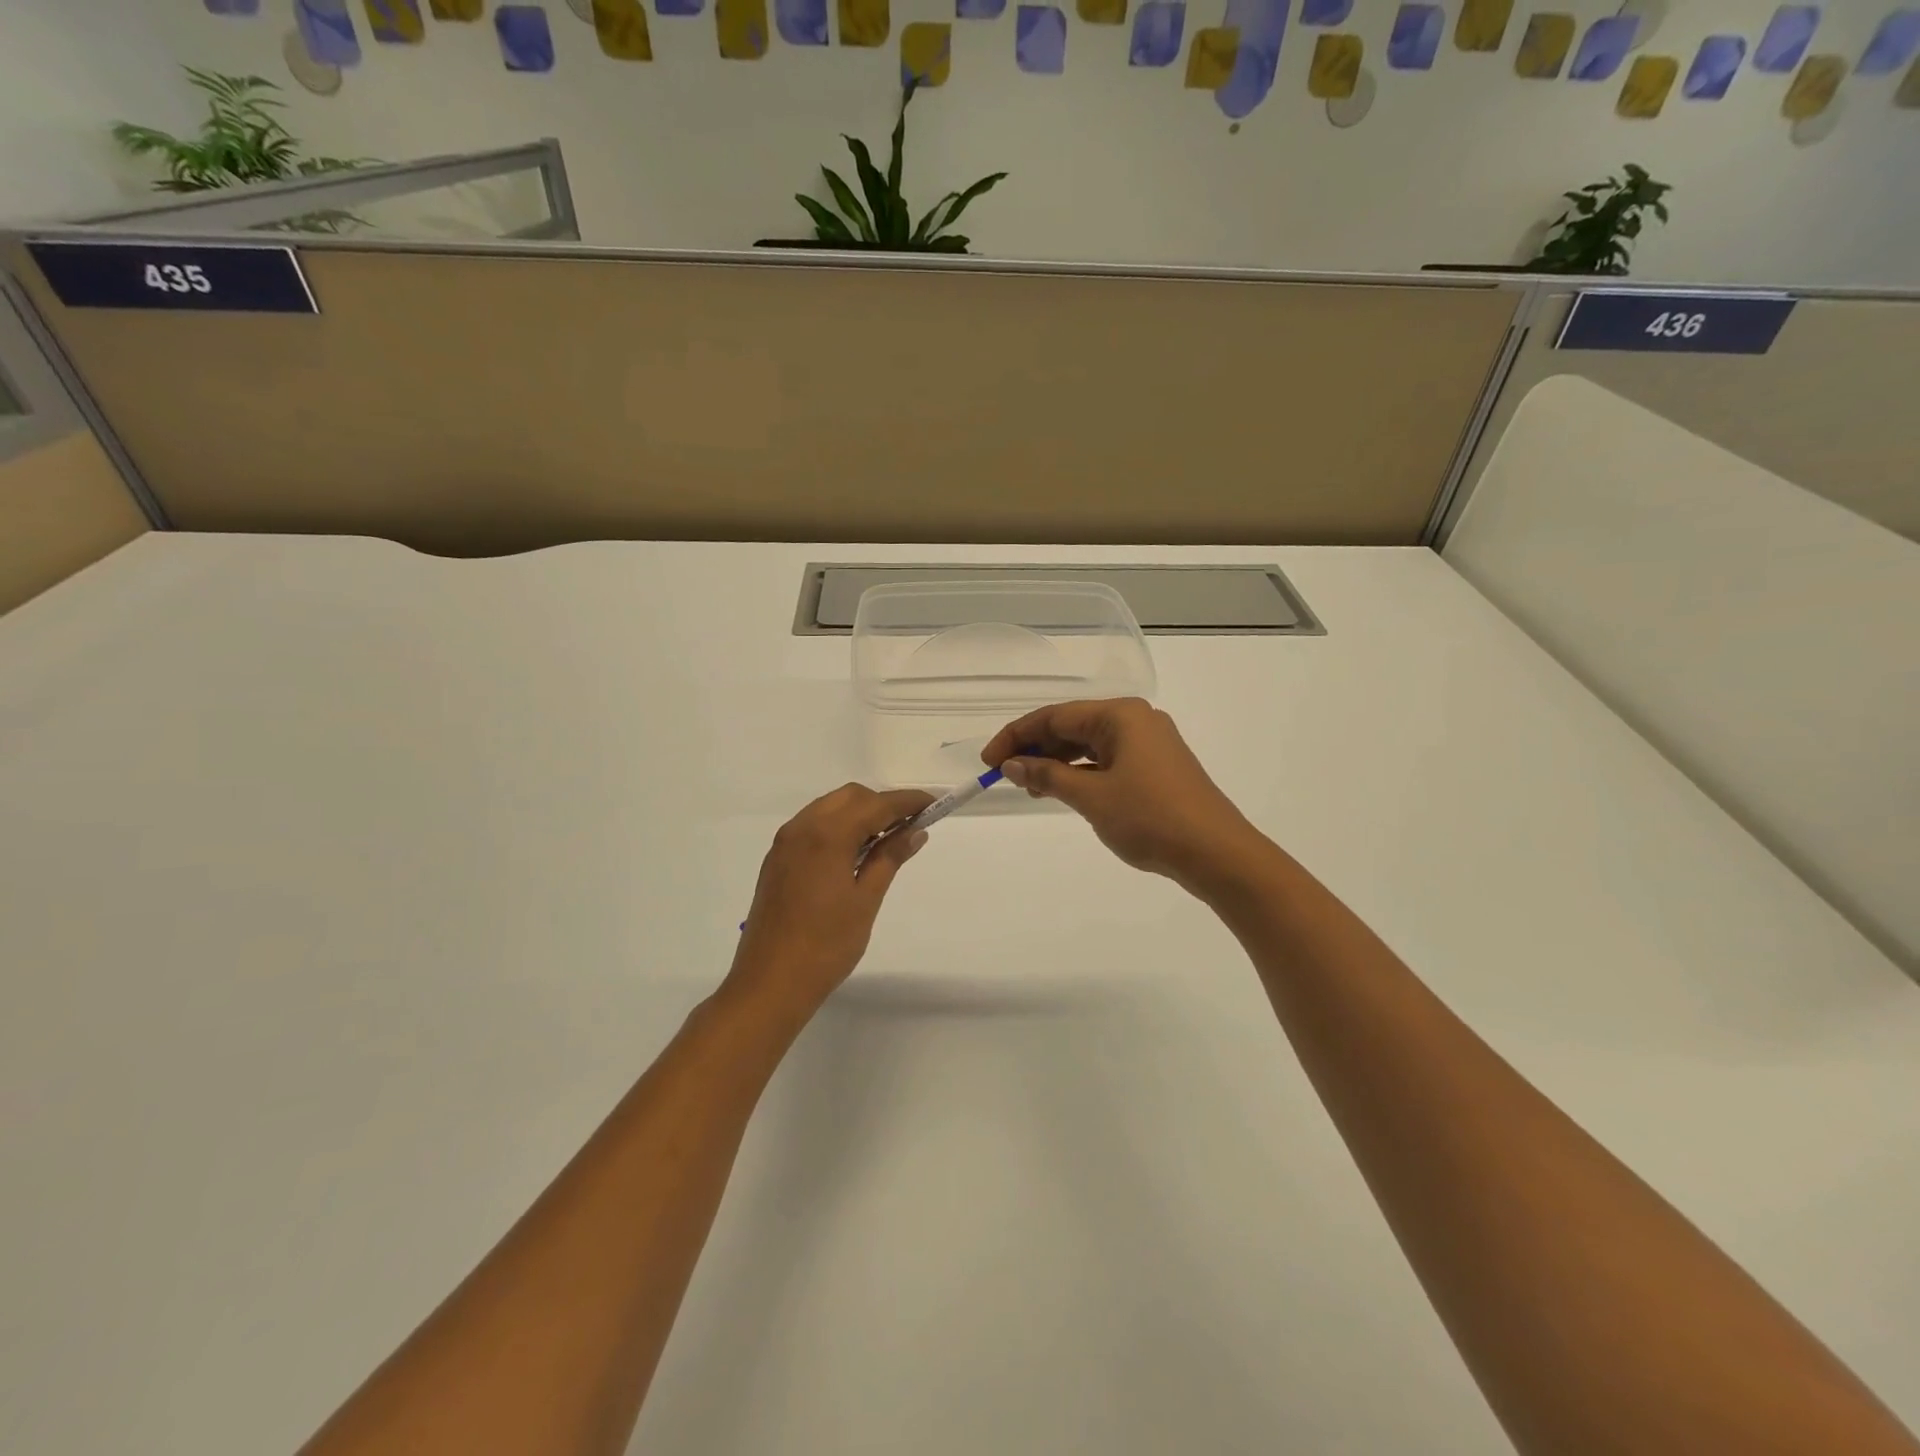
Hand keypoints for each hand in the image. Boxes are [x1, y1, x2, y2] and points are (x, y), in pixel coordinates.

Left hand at [726, 784, 934, 1022]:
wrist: (769, 984)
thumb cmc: (825, 946)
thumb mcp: (866, 901)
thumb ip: (889, 858)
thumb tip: (915, 832)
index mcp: (827, 835)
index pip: (876, 804)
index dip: (908, 801)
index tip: (934, 804)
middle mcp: (802, 828)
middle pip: (850, 797)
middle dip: (882, 804)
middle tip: (910, 827)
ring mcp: (785, 843)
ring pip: (829, 808)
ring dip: (859, 814)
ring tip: (886, 840)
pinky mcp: (776, 859)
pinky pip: (812, 826)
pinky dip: (838, 827)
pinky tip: (853, 854)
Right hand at [982, 698, 1263, 890]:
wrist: (1217, 853)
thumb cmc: (1151, 818)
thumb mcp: (1091, 797)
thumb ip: (1048, 775)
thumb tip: (1012, 763)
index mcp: (1121, 715)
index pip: (1055, 716)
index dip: (1017, 736)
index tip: (988, 761)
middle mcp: (1136, 720)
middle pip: (1072, 726)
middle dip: (1036, 748)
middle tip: (1006, 776)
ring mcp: (1149, 744)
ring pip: (1089, 745)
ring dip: (1057, 762)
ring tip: (1031, 787)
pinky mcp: (1156, 767)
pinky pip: (1107, 760)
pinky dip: (1081, 773)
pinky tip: (1064, 790)